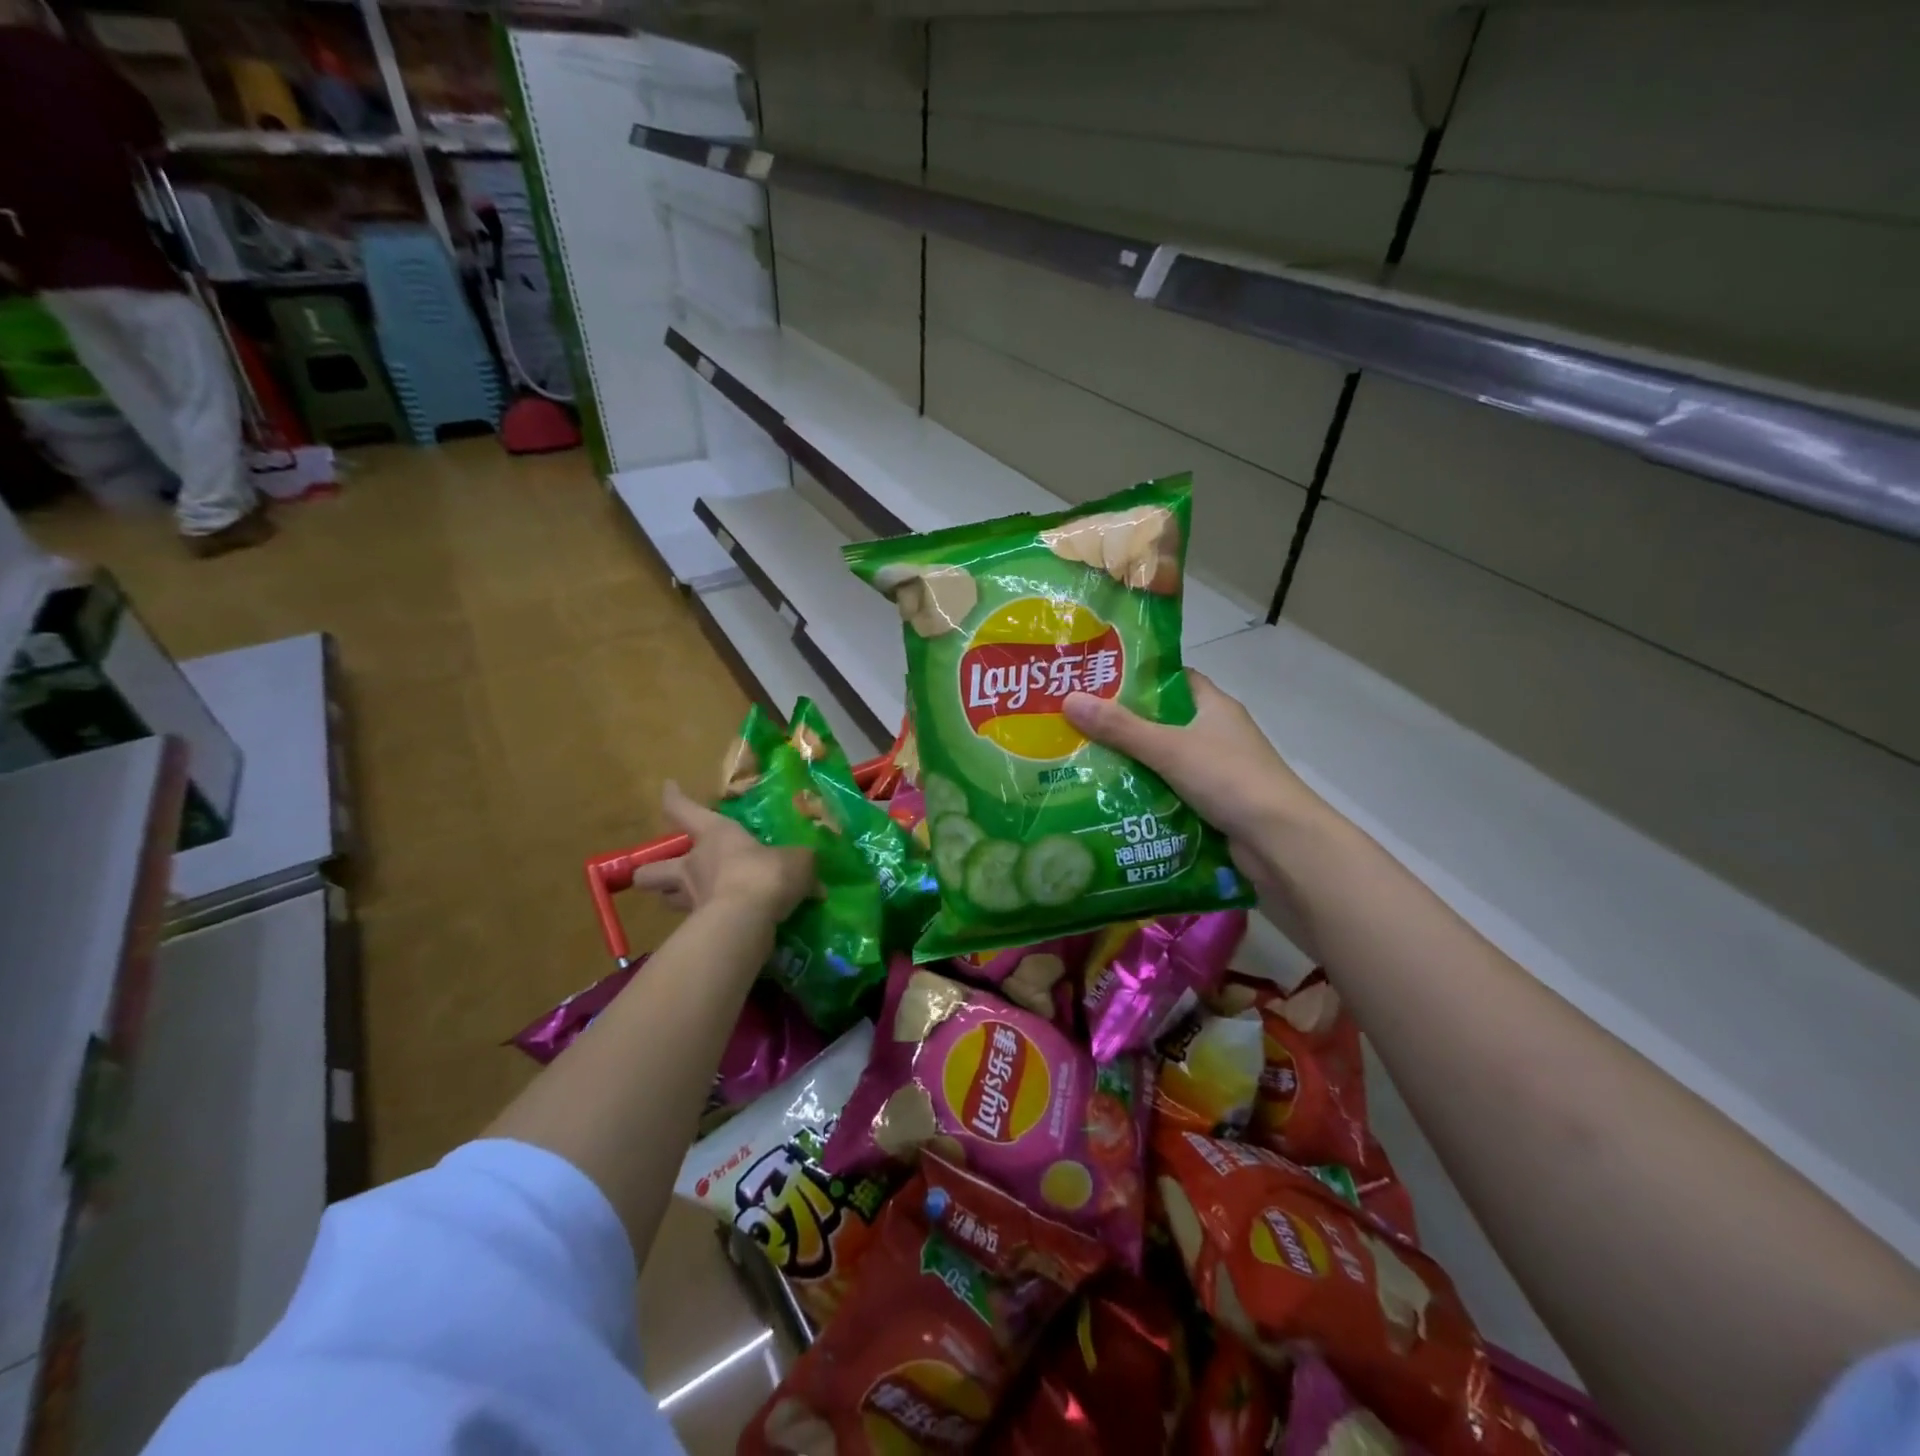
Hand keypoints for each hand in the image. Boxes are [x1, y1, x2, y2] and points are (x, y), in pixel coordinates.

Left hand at [630, 781, 813, 922]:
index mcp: (714, 835)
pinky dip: (703, 924)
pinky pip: (694, 924)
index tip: (668, 787)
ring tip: (691, 898)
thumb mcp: (796, 861)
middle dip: (652, 870)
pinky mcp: (697, 929)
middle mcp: (693, 865)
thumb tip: (813, 877)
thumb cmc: (766, 873)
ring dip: (673, 897)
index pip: (683, 809)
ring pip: (664, 898)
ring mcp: (689, 899)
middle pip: (651, 868)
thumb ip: (800, 864)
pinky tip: (723, 925)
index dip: (674, 798)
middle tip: (669, 871)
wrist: (747, 920)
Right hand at [1063, 672, 1329, 847]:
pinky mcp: (1214, 805)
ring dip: (1132, 765)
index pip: (1172, 680)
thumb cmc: (1230, 780)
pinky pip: (1172, 792)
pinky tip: (1112, 800)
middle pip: (1163, 722)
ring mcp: (1218, 771)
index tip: (1096, 683)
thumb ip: (1121, 728)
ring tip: (1082, 764)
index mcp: (1214, 707)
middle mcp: (1217, 734)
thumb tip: (1068, 699)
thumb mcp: (1170, 748)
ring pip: (1165, 761)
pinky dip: (1147, 795)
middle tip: (1076, 727)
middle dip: (1123, 727)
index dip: (1137, 679)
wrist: (1282, 843)